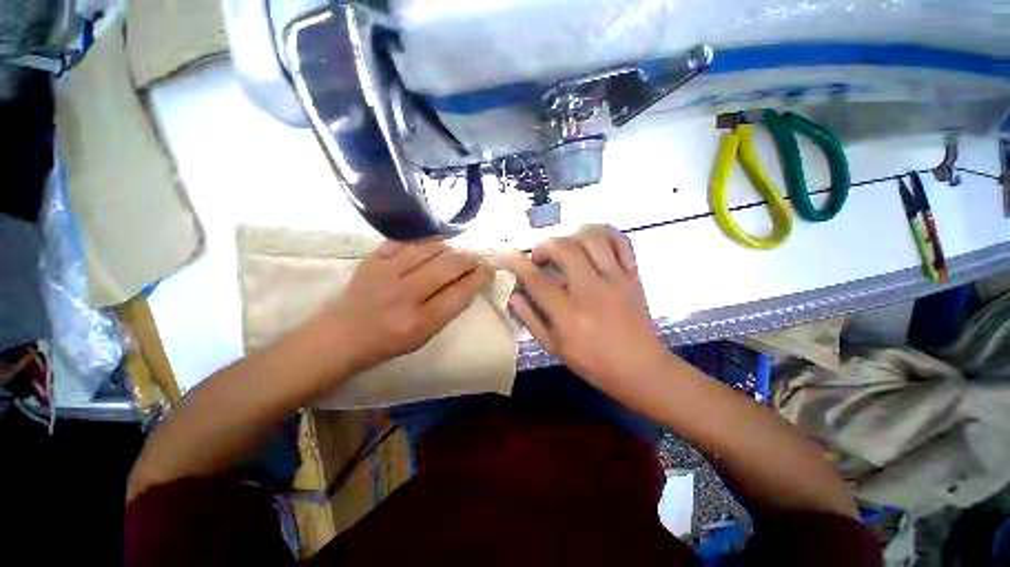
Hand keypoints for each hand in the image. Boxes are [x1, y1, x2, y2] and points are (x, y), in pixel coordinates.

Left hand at [313, 240, 493, 372]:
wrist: (340, 335)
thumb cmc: (387, 342)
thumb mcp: (424, 336)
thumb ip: (448, 309)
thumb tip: (468, 282)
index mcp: (419, 322)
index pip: (460, 293)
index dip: (479, 278)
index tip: (488, 271)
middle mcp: (403, 295)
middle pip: (448, 265)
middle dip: (469, 259)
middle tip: (475, 259)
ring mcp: (385, 273)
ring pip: (430, 248)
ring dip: (449, 249)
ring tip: (454, 254)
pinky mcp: (372, 259)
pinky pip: (407, 242)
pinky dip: (424, 243)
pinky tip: (430, 249)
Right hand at [505, 225, 671, 396]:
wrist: (641, 368)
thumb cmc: (593, 363)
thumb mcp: (554, 347)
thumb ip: (531, 318)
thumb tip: (513, 294)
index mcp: (569, 314)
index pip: (537, 279)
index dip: (518, 263)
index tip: (508, 255)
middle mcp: (592, 290)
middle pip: (565, 248)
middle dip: (545, 246)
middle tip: (541, 258)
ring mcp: (616, 279)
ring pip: (593, 238)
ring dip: (572, 236)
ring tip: (566, 247)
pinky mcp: (633, 276)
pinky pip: (622, 242)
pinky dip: (605, 233)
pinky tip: (592, 241)